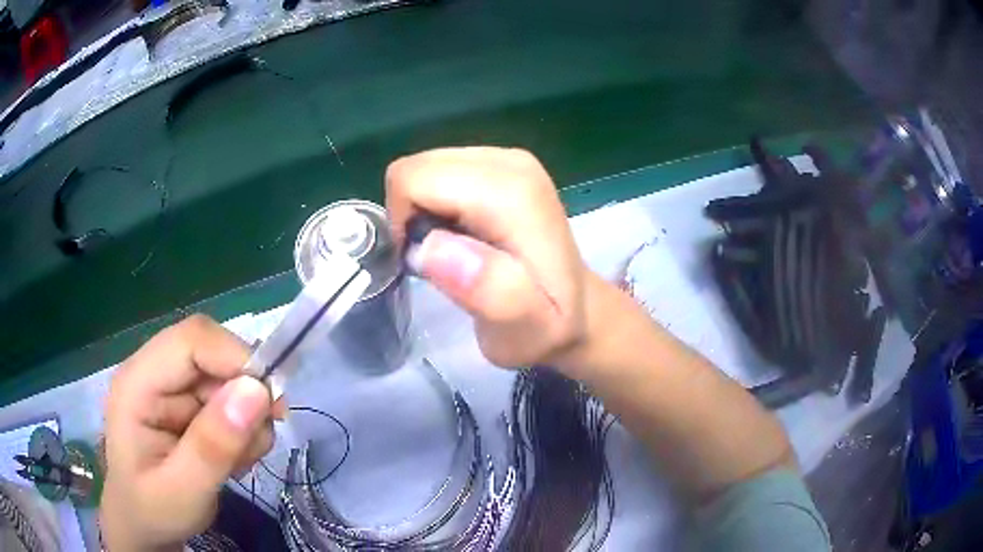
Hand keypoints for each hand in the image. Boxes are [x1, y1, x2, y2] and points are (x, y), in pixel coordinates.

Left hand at [101, 315, 276, 550]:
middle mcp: (154, 372)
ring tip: (238, 461)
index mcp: (138, 383)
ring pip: (226, 377)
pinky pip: (228, 398)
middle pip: (212, 353)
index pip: (191, 340)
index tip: (271, 405)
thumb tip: (257, 391)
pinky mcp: (186, 403)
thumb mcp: (184, 492)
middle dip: (246, 393)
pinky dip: (243, 427)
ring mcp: (170, 387)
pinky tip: (232, 457)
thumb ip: (213, 445)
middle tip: (259, 440)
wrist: (144, 524)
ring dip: (247, 417)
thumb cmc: (154, 511)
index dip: (235, 358)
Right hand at [386, 147, 587, 369]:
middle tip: (439, 261)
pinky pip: (441, 172)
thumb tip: (433, 247)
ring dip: (423, 212)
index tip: (425, 264)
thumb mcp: (522, 332)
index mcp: (512, 193)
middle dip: (411, 216)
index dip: (404, 225)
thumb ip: (488, 291)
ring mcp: (507, 158)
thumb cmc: (546, 328)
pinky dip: (437, 204)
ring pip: (425, 169)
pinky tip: (462, 235)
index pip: (415, 180)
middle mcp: (510, 162)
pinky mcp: (501, 164)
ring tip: (453, 250)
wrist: (579, 310)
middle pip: (417, 168)